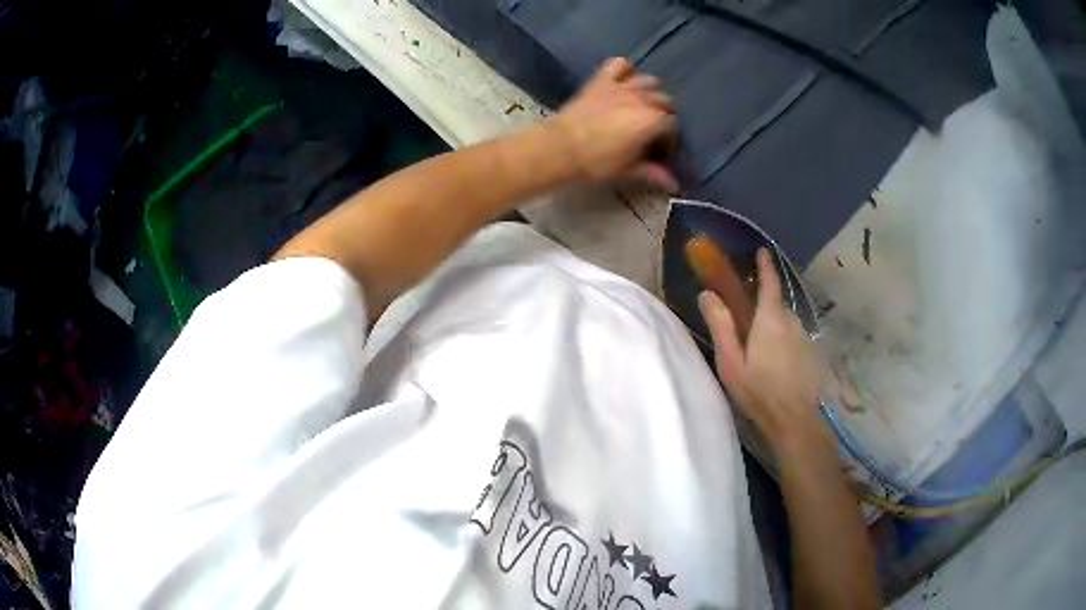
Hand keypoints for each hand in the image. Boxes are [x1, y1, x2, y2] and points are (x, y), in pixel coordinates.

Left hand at [553, 57, 678, 191]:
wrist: (560, 147)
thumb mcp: (628, 170)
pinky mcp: (601, 80)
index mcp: (653, 120)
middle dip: (663, 115)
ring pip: (649, 81)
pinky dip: (624, 70)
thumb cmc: (596, 162)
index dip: (669, 138)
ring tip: (642, 106)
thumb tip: (674, 186)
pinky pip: (619, 64)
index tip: (660, 150)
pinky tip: (623, 81)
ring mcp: (622, 86)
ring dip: (650, 92)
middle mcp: (643, 98)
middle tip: (652, 130)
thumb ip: (653, 173)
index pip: (672, 125)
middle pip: (665, 101)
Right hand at [698, 248, 826, 447]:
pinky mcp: (810, 353)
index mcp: (770, 319)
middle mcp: (791, 321)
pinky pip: (792, 337)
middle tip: (745, 322)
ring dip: (772, 328)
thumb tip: (707, 294)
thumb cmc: (759, 391)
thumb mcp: (732, 362)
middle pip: (775, 305)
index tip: (762, 252)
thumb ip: (720, 326)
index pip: (770, 283)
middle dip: (762, 307)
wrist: (795, 420)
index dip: (765, 266)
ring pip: (784, 323)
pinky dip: (782, 342)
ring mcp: (803, 337)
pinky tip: (774, 365)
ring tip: (758, 351)